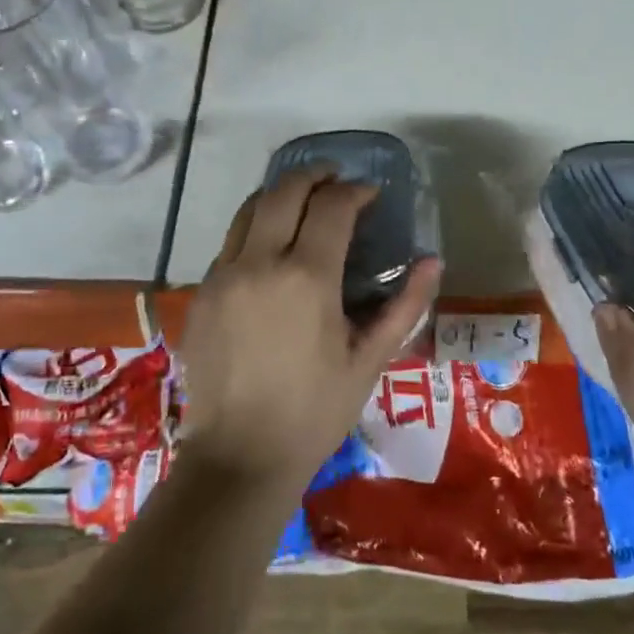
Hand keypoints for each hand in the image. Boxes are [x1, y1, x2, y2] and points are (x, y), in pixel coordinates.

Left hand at [177, 167, 442, 495]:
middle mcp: (259, 262)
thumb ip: (405, 305)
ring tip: (303, 202)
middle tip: (336, 180)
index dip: (355, 191)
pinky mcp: (200, 293)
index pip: (332, 206)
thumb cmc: (314, 412)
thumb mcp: (369, 361)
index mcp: (307, 277)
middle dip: (314, 176)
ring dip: (280, 196)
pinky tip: (270, 251)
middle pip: (284, 191)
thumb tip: (432, 261)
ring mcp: (222, 275)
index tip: (370, 194)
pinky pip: (229, 244)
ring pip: (248, 210)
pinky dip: (254, 230)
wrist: (239, 457)